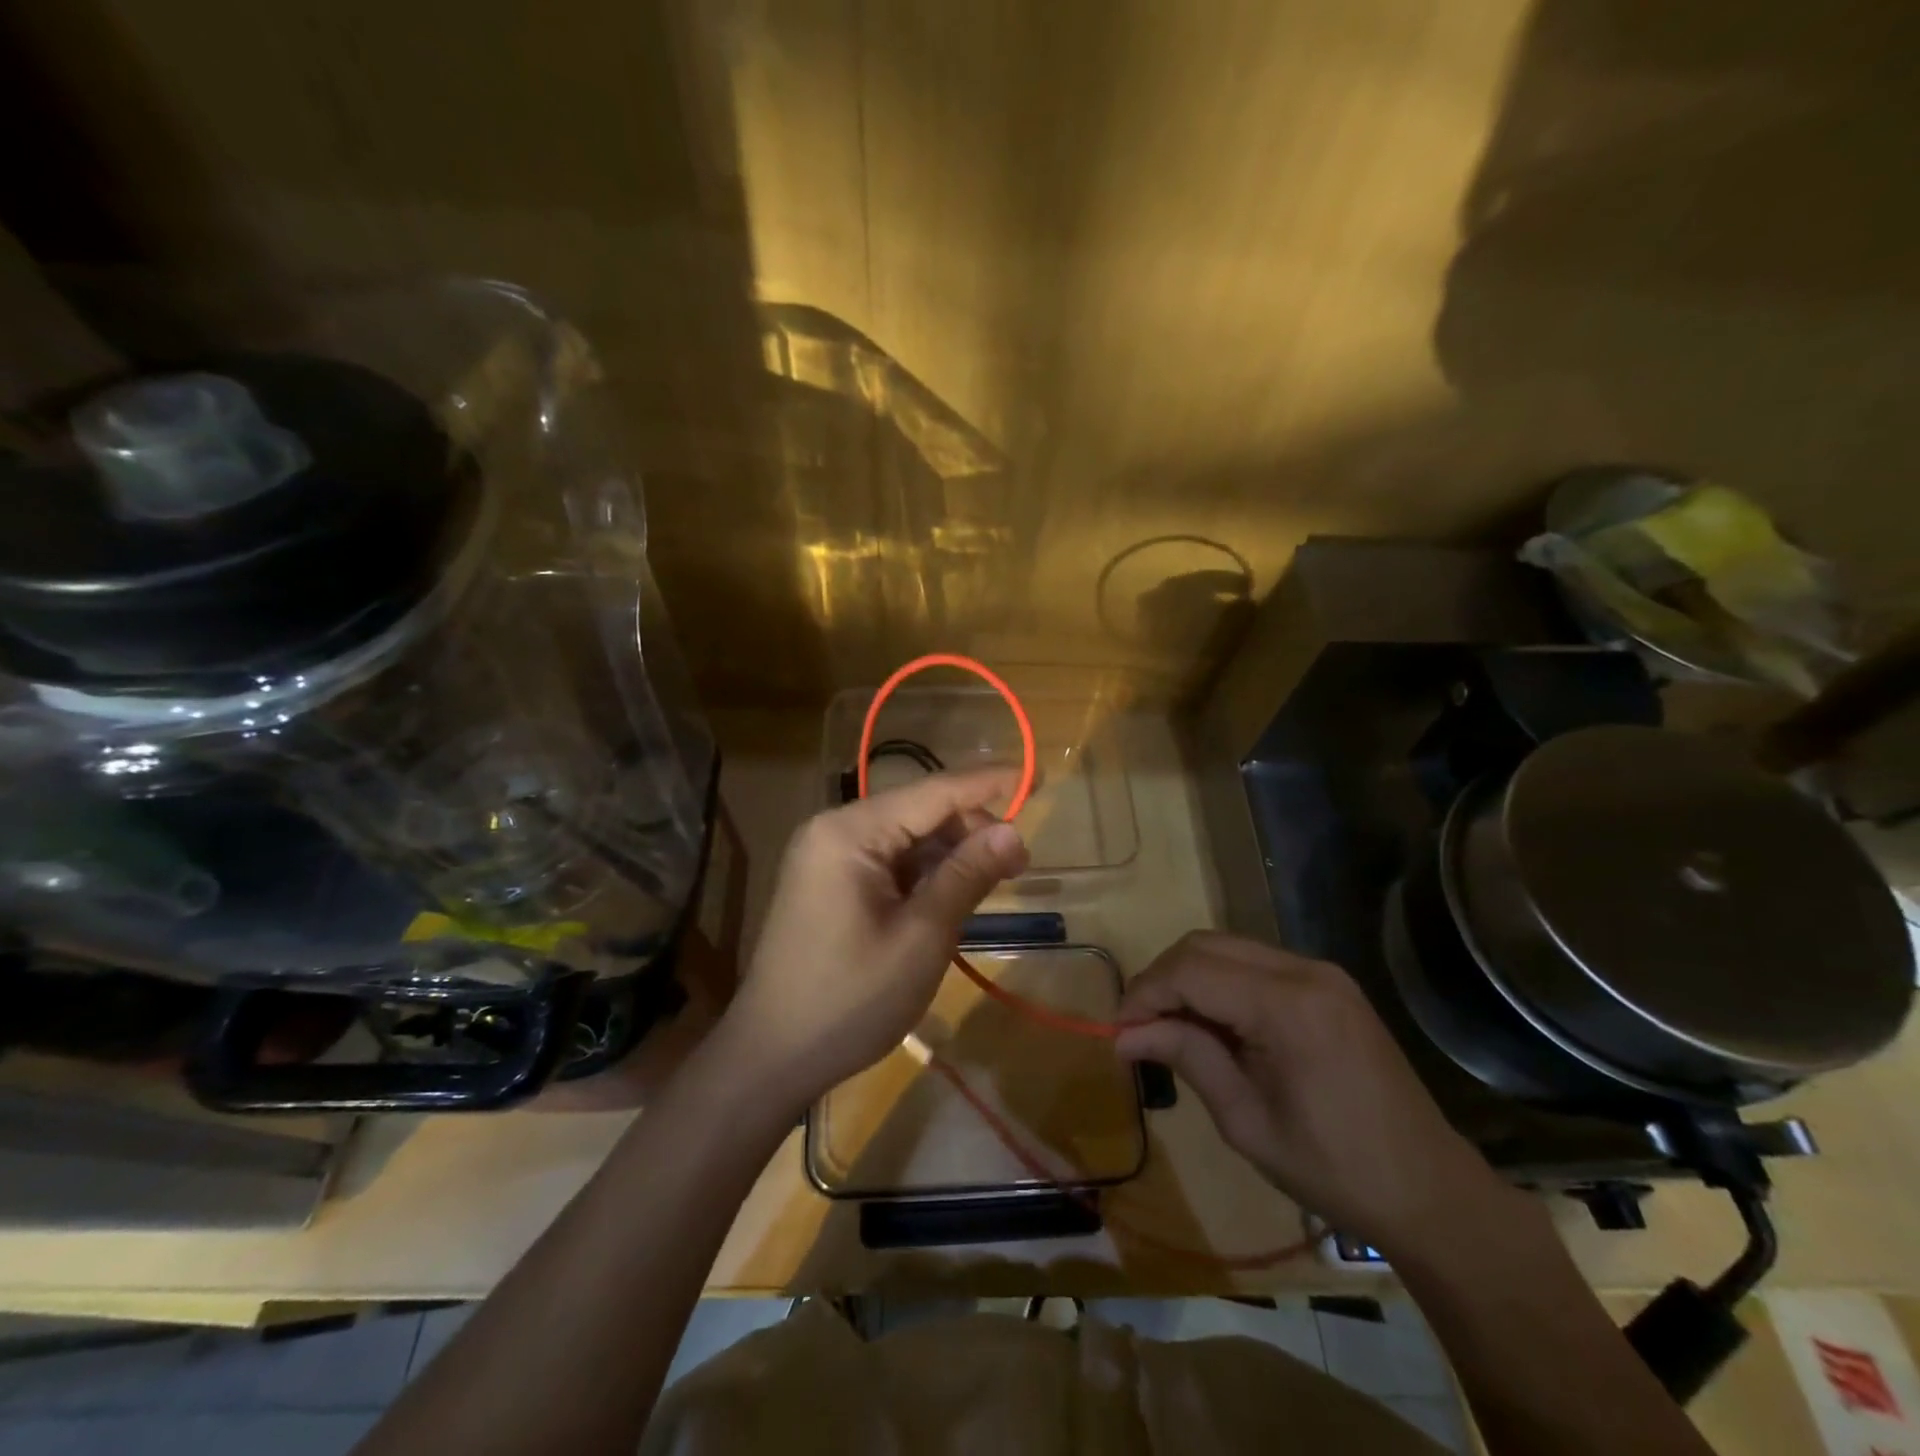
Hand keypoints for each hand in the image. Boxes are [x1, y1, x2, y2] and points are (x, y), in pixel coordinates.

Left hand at [723, 767, 1028, 1109]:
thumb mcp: (922, 937)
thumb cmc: (851, 999)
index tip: (1038, 778)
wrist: (772, 1057)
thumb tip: (1014, 831)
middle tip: (1019, 865)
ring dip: (950, 855)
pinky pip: (888, 862)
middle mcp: (835, 830)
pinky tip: (952, 896)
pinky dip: (924, 874)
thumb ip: (967, 876)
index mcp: (850, 832)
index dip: (989, 783)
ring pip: (906, 838)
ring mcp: (828, 857)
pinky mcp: (829, 883)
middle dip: (971, 830)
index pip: (934, 791)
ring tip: (993, 883)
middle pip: (919, 811)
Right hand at [1114, 931, 1520, 1261]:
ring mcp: (1321, 972)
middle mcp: (1304, 970)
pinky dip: (1220, 981)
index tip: (1118, 1032)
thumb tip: (1123, 1034)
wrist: (1430, 1190)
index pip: (1190, 971)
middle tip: (1138, 1027)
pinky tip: (1213, 1022)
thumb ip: (1185, 1058)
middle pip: (1204, 945)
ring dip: (1188, 977)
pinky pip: (1255, 962)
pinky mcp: (1328, 983)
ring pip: (1227, 947)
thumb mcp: (1246, 1120)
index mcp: (1287, 1006)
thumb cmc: (1334, 1168)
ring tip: (1169, 1026)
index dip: (1144, 994)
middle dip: (1161, 979)